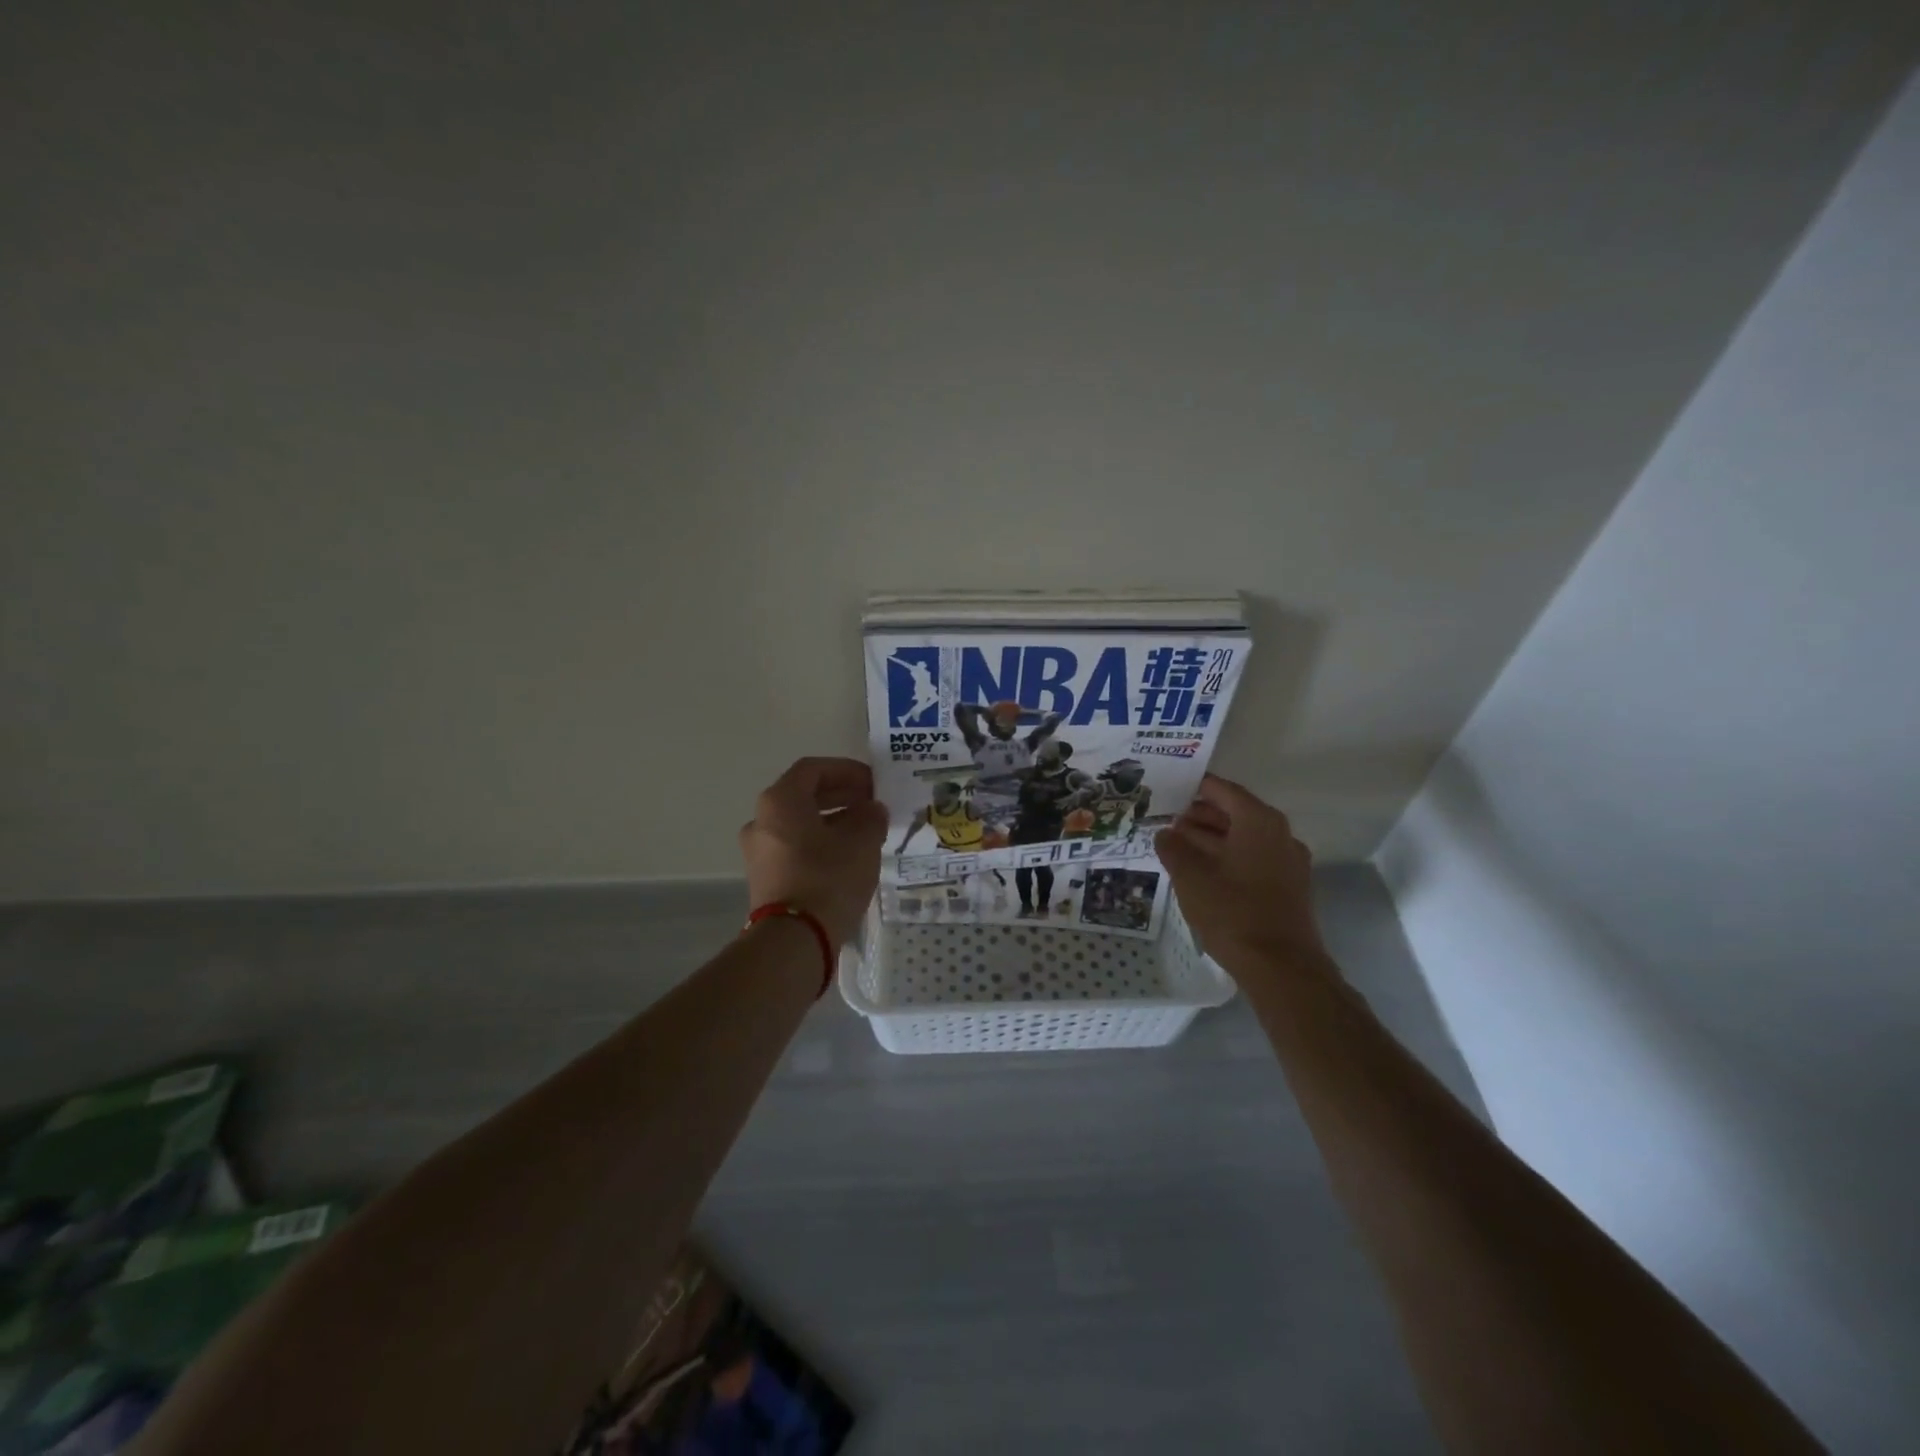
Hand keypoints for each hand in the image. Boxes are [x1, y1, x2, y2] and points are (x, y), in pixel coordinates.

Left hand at [739, 757, 887, 946]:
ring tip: (865, 831)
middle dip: (841, 795)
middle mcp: (762, 820)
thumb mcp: (862, 842)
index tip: (873, 782)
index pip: (813, 769)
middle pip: (804, 795)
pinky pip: (795, 847)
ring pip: (800, 823)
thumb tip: (872, 810)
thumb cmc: (828, 879)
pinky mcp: (764, 878)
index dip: (846, 770)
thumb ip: (871, 817)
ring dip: (832, 820)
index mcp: (780, 801)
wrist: (794, 941)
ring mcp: (758, 851)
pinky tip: (847, 856)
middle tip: (871, 804)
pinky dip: (820, 843)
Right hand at [1155, 775, 1330, 978]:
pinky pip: (1254, 859)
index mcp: (1259, 821)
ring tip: (1177, 846)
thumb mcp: (1190, 877)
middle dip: (1200, 816)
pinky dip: (1228, 857)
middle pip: (1235, 813)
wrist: (1281, 967)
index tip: (1169, 788)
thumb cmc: (1233, 912)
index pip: (1223, 790)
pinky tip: (1202, 872)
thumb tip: (1165, 833)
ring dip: (1212, 839)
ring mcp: (1288, 862)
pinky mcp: (1289, 887)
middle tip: (1167, 820)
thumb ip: (1173, 848)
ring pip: (1244, 838)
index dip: (1195, 787)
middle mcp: (1279, 834)